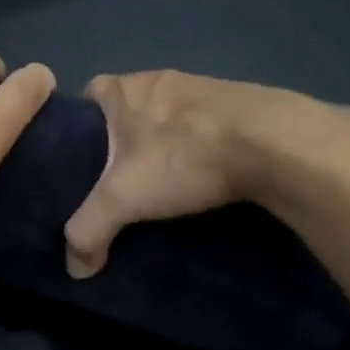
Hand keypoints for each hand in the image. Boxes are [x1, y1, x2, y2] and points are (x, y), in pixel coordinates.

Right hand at [64, 71, 349, 277]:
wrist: (274, 143)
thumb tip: (75, 270)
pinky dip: (200, 146)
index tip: (81, 159)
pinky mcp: (241, 104)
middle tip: (119, 181)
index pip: (89, 93)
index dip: (81, 123)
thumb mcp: (123, 198)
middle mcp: (162, 78)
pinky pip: (205, 125)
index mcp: (126, 88)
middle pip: (129, 107)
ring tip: (164, 184)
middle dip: (123, 140)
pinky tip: (205, 177)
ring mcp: (205, 88)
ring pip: (169, 116)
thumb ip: (89, 230)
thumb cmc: (183, 156)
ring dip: (165, 143)